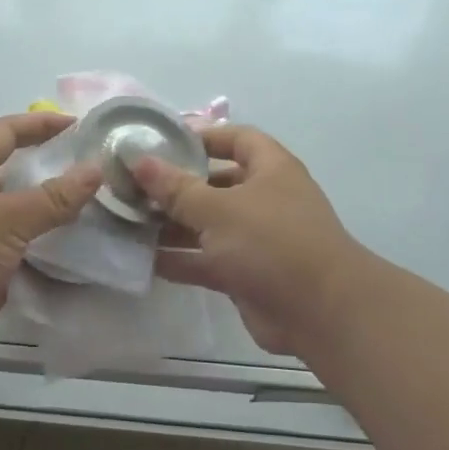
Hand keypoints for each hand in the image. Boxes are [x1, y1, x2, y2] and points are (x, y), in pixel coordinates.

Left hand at [0, 113, 102, 361]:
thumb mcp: (6, 216)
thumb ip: (53, 197)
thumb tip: (96, 170)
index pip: (8, 132)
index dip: (41, 124)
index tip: (80, 125)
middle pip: (20, 175)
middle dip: (56, 171)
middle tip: (101, 172)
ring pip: (27, 217)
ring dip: (58, 215)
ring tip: (104, 211)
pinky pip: (27, 253)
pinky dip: (52, 252)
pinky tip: (84, 252)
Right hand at [132, 125, 364, 358]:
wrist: (320, 313)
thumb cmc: (272, 242)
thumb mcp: (218, 208)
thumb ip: (176, 188)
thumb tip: (139, 161)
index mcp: (270, 170)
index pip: (237, 138)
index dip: (204, 136)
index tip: (163, 141)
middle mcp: (264, 200)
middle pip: (216, 184)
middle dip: (177, 186)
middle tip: (133, 186)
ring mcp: (256, 239)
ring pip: (207, 225)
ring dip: (172, 225)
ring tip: (128, 221)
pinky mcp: (246, 274)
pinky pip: (206, 260)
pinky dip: (180, 259)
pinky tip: (142, 259)